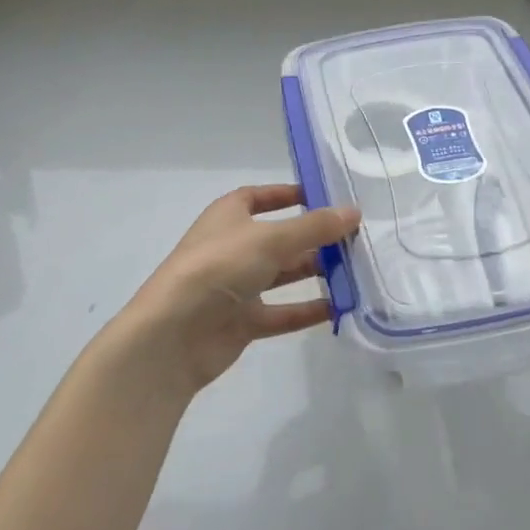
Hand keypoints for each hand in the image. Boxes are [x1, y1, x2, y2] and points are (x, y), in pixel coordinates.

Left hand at [110, 185, 360, 396]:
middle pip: (279, 237)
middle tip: (355, 238)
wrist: (173, 334)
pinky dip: (307, 309)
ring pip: (283, 274)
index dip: (289, 194)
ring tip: (356, 270)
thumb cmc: (219, 267)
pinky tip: (339, 307)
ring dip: (315, 272)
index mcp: (229, 216)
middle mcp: (233, 247)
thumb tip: (354, 212)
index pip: (260, 196)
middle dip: (314, 237)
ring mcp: (236, 286)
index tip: (324, 197)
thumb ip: (314, 227)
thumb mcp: (271, 239)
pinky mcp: (242, 321)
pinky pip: (282, 312)